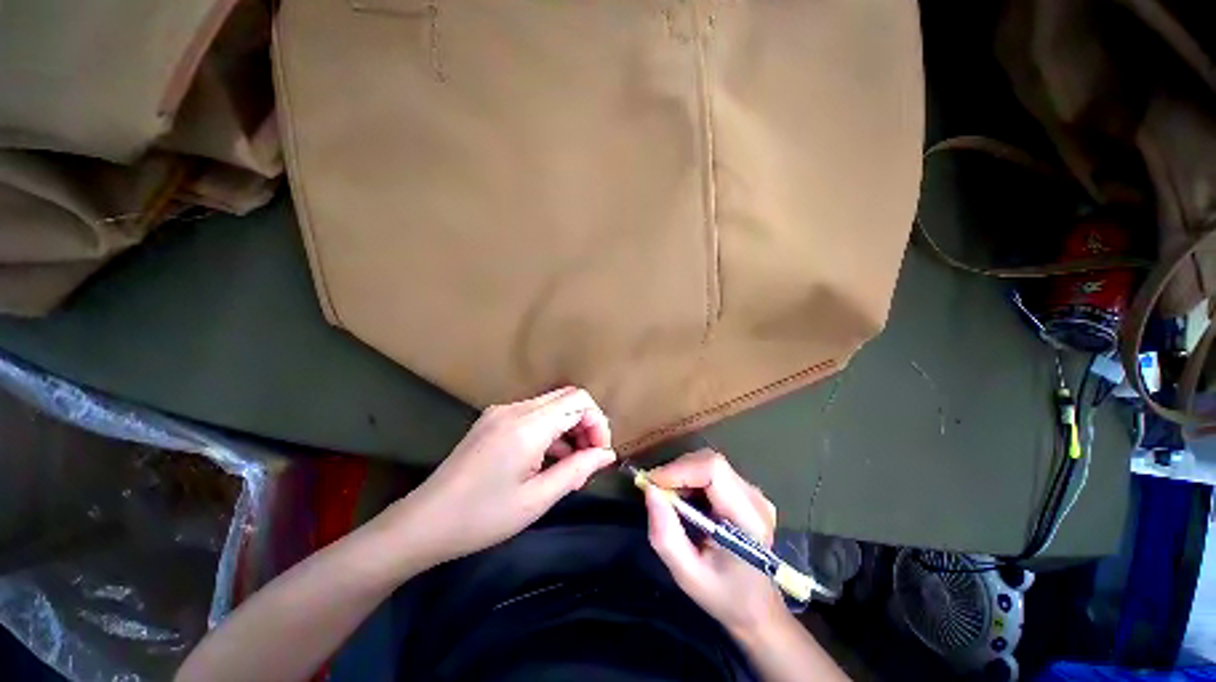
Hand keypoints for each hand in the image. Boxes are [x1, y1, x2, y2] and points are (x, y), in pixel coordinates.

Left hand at [387, 387, 616, 566]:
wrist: (423, 523)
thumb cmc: (482, 517)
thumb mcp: (537, 499)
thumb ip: (577, 470)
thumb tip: (607, 454)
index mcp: (527, 425)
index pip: (579, 399)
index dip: (597, 422)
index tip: (599, 453)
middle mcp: (515, 409)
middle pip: (567, 398)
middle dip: (586, 424)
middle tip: (588, 460)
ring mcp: (501, 412)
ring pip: (552, 405)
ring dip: (569, 428)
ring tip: (571, 466)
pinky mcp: (493, 420)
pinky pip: (534, 415)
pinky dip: (550, 431)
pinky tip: (549, 460)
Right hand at [645, 450, 788, 638]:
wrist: (756, 607)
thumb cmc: (723, 595)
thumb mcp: (687, 575)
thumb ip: (666, 535)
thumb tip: (649, 491)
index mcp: (748, 519)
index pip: (714, 470)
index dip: (680, 470)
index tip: (651, 484)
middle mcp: (755, 498)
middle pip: (710, 461)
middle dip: (677, 471)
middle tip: (655, 491)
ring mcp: (753, 492)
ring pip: (709, 462)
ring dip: (682, 474)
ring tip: (668, 498)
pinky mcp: (745, 490)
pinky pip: (712, 470)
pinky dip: (690, 477)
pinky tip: (684, 499)